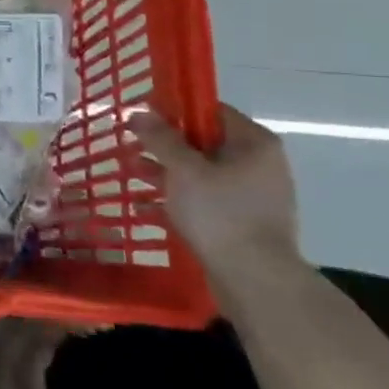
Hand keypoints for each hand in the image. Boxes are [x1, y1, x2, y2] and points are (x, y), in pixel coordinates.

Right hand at [133, 104, 302, 279]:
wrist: (254, 279)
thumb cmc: (220, 213)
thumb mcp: (183, 169)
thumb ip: (160, 139)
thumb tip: (138, 113)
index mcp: (254, 144)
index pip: (212, 111)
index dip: (175, 109)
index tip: (143, 115)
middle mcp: (258, 165)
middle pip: (203, 143)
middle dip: (164, 145)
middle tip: (130, 145)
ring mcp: (251, 196)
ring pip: (200, 174)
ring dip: (164, 172)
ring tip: (130, 173)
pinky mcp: (241, 223)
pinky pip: (203, 202)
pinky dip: (176, 201)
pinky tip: (142, 207)